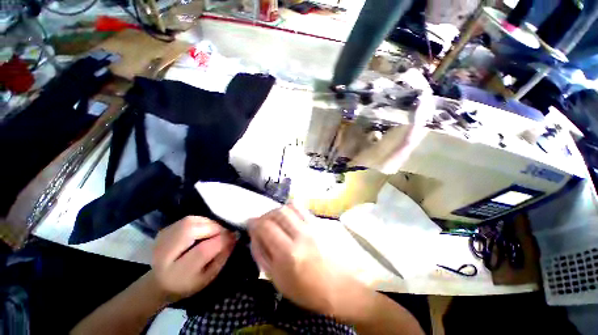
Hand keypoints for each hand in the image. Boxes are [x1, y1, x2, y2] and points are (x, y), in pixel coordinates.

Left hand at [151, 216, 235, 301]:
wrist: (159, 283)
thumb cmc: (188, 283)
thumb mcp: (208, 276)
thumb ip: (222, 256)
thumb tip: (234, 236)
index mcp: (177, 273)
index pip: (202, 250)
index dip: (221, 240)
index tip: (233, 236)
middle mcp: (164, 254)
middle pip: (191, 230)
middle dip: (214, 228)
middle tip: (223, 233)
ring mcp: (162, 239)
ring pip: (190, 221)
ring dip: (208, 223)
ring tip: (214, 231)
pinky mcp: (164, 231)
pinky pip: (187, 219)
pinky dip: (201, 221)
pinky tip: (203, 229)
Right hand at [248, 205, 367, 318]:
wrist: (341, 285)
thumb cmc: (308, 290)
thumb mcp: (278, 280)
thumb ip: (263, 255)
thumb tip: (255, 236)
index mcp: (288, 254)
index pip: (265, 227)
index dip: (254, 222)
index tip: (250, 223)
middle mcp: (301, 234)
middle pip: (278, 212)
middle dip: (266, 215)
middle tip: (263, 222)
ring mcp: (313, 226)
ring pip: (290, 206)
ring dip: (278, 210)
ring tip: (276, 219)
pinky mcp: (320, 222)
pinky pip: (302, 208)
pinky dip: (291, 209)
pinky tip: (290, 218)